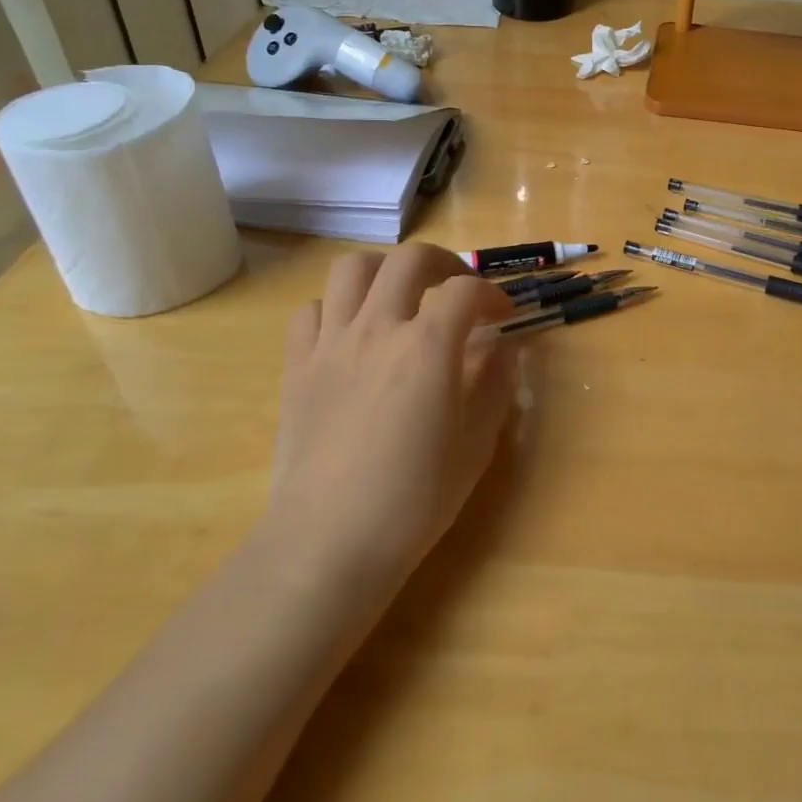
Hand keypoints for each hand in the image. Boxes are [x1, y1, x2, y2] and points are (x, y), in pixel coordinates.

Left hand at [266, 244, 516, 592]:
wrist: (329, 542)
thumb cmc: (414, 499)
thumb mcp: (476, 445)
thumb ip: (496, 385)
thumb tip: (503, 348)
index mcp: (427, 346)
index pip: (466, 290)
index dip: (492, 293)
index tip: (504, 315)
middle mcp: (378, 329)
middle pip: (410, 259)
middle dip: (444, 264)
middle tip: (457, 290)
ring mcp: (331, 344)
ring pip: (352, 269)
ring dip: (385, 271)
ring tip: (401, 297)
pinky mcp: (297, 366)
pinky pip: (312, 311)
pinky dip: (337, 308)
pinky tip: (352, 333)